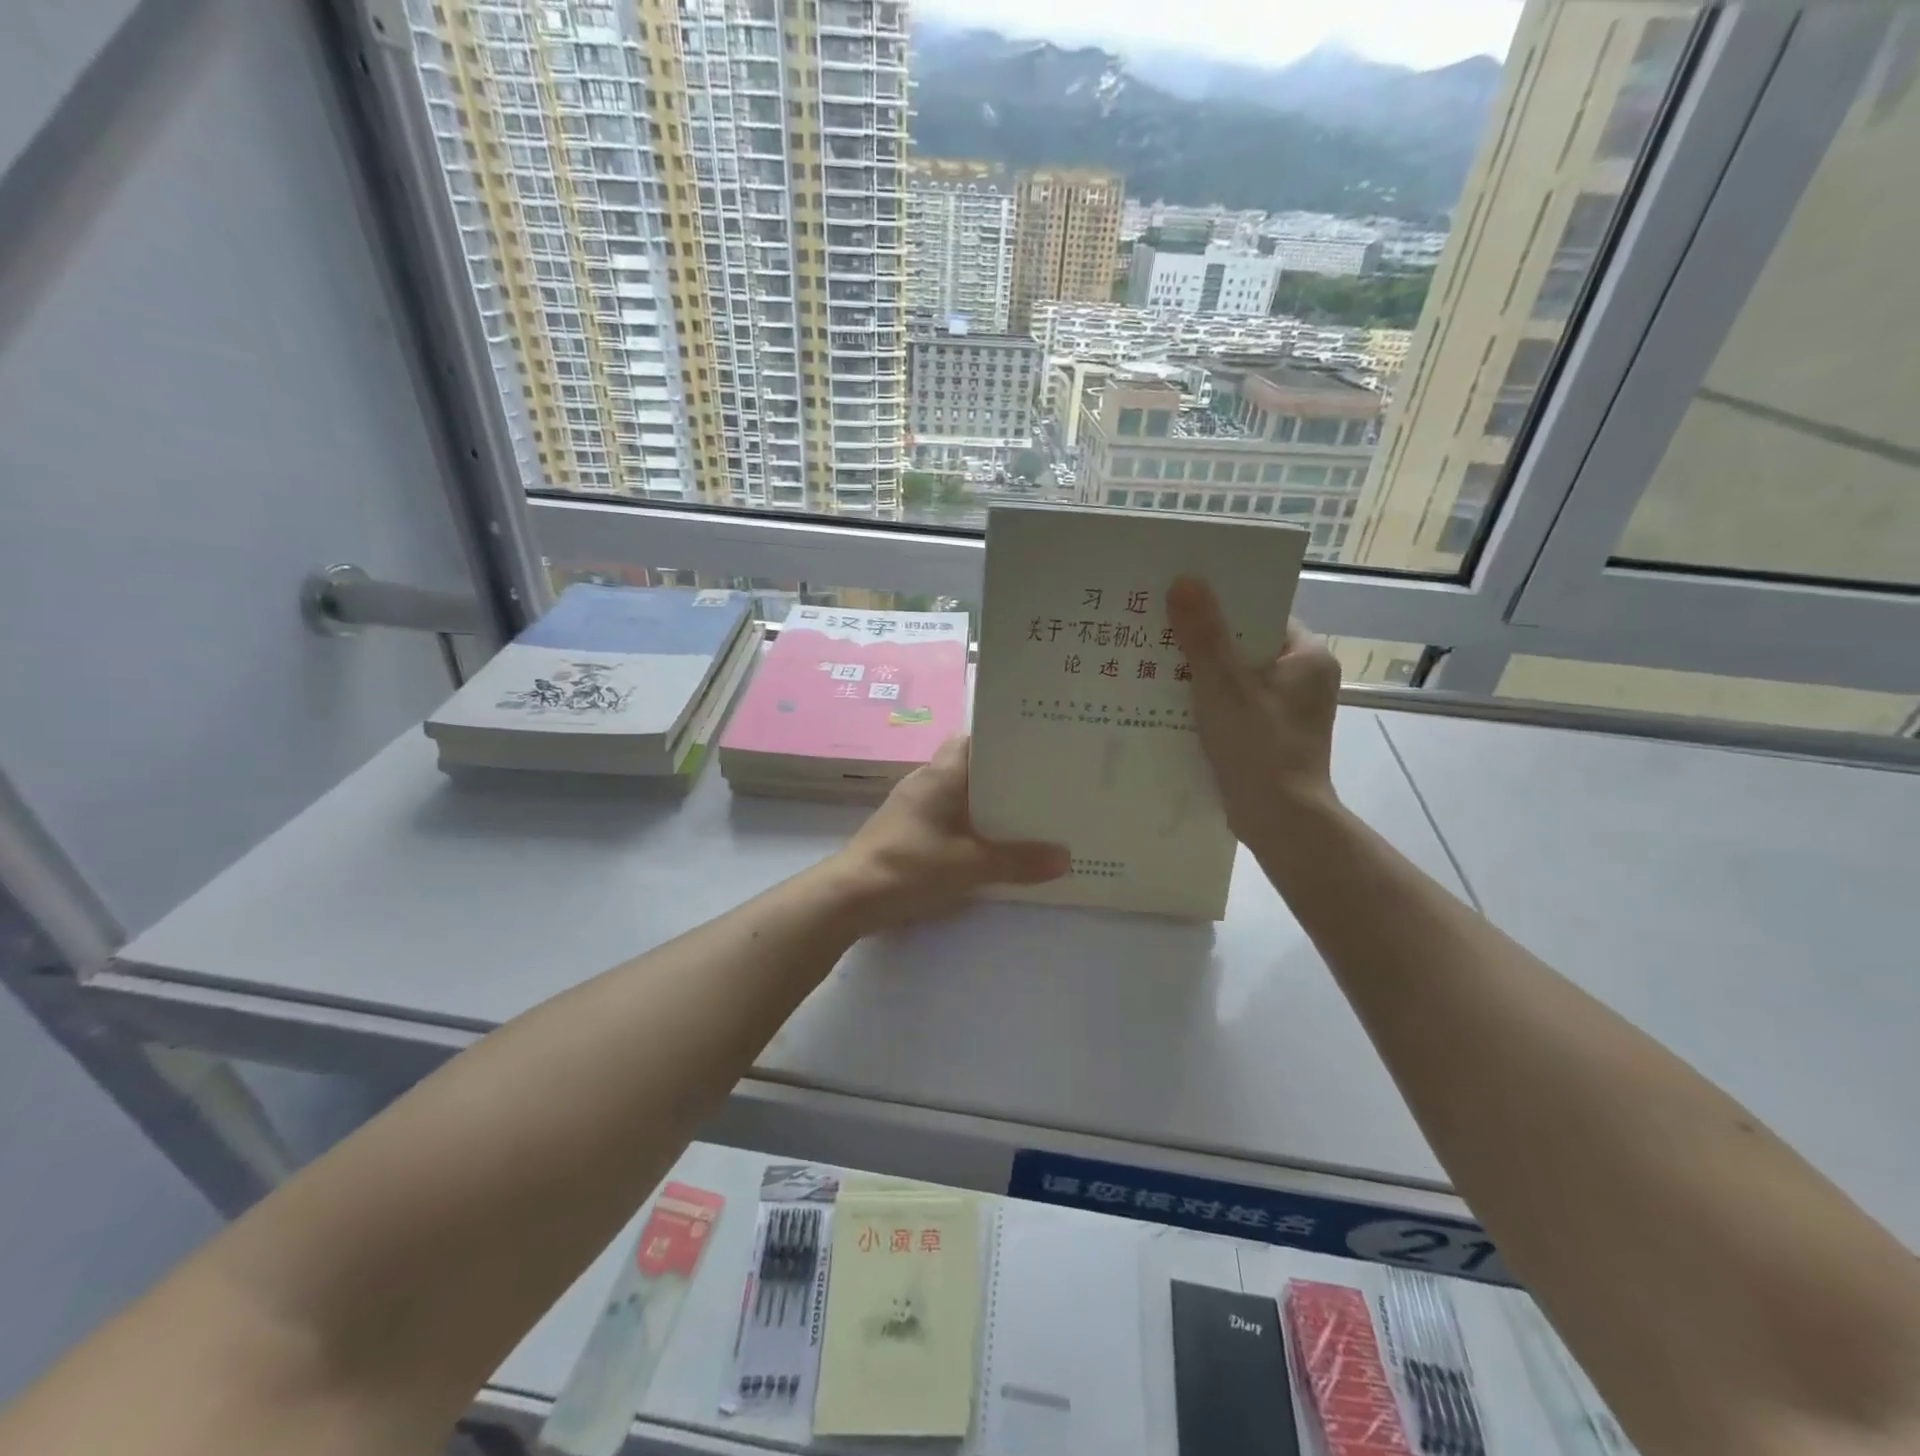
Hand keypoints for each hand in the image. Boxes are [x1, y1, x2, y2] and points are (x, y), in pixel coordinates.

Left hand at [827, 736, 1068, 934]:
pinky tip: (992, 843)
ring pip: (959, 796)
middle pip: (970, 769)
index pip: (973, 740)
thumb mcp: (970, 865)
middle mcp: (925, 783)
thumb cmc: (910, 866)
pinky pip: (947, 819)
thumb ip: (1017, 861)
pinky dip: (970, 826)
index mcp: (939, 775)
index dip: (1004, 740)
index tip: (1038, 746)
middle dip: (1004, 776)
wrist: (850, 897)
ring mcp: (913, 808)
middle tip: (1045, 783)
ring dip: (986, 805)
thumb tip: (1064, 858)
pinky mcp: (907, 833)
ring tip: (1028, 813)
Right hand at [1166, 576, 1342, 847]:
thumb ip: (1203, 634)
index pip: (1262, 614)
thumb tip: (1184, 580)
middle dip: (1205, 640)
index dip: (1223, 604)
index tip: (1182, 599)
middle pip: (1246, 645)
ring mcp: (1290, 711)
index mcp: (1308, 657)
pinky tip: (1173, 703)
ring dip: (1203, 673)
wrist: (1280, 821)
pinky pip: (1236, 706)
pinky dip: (1210, 702)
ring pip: (1238, 678)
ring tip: (1156, 662)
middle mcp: (1305, 679)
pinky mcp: (1272, 736)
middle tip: (1160, 629)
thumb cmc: (1258, 746)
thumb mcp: (1223, 685)